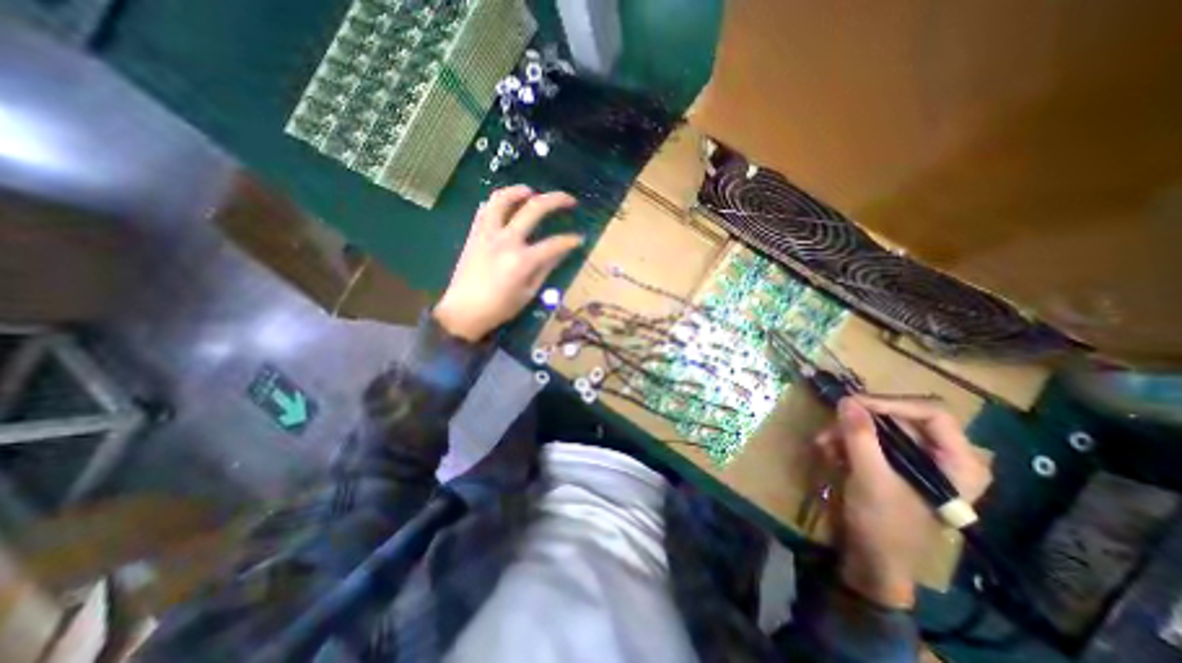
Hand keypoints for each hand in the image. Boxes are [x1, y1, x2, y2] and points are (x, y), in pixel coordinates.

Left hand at [433, 183, 579, 341]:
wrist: (463, 312)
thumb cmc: (500, 308)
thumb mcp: (529, 292)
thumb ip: (545, 268)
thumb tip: (561, 252)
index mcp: (522, 260)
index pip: (554, 243)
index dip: (570, 240)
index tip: (580, 239)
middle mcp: (506, 240)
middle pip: (534, 209)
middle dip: (556, 200)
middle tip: (569, 200)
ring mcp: (487, 234)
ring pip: (502, 199)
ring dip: (519, 191)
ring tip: (531, 192)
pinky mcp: (474, 234)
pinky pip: (484, 209)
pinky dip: (497, 203)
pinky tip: (505, 206)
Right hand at [815, 397, 988, 608]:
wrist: (872, 559)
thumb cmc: (884, 525)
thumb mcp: (870, 478)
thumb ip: (860, 437)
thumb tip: (846, 400)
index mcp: (958, 462)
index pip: (932, 413)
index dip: (891, 403)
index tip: (853, 404)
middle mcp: (941, 455)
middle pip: (900, 417)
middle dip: (860, 421)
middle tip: (831, 424)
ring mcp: (915, 459)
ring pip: (877, 427)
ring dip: (846, 432)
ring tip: (823, 444)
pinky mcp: (891, 463)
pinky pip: (867, 439)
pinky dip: (844, 442)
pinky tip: (829, 453)